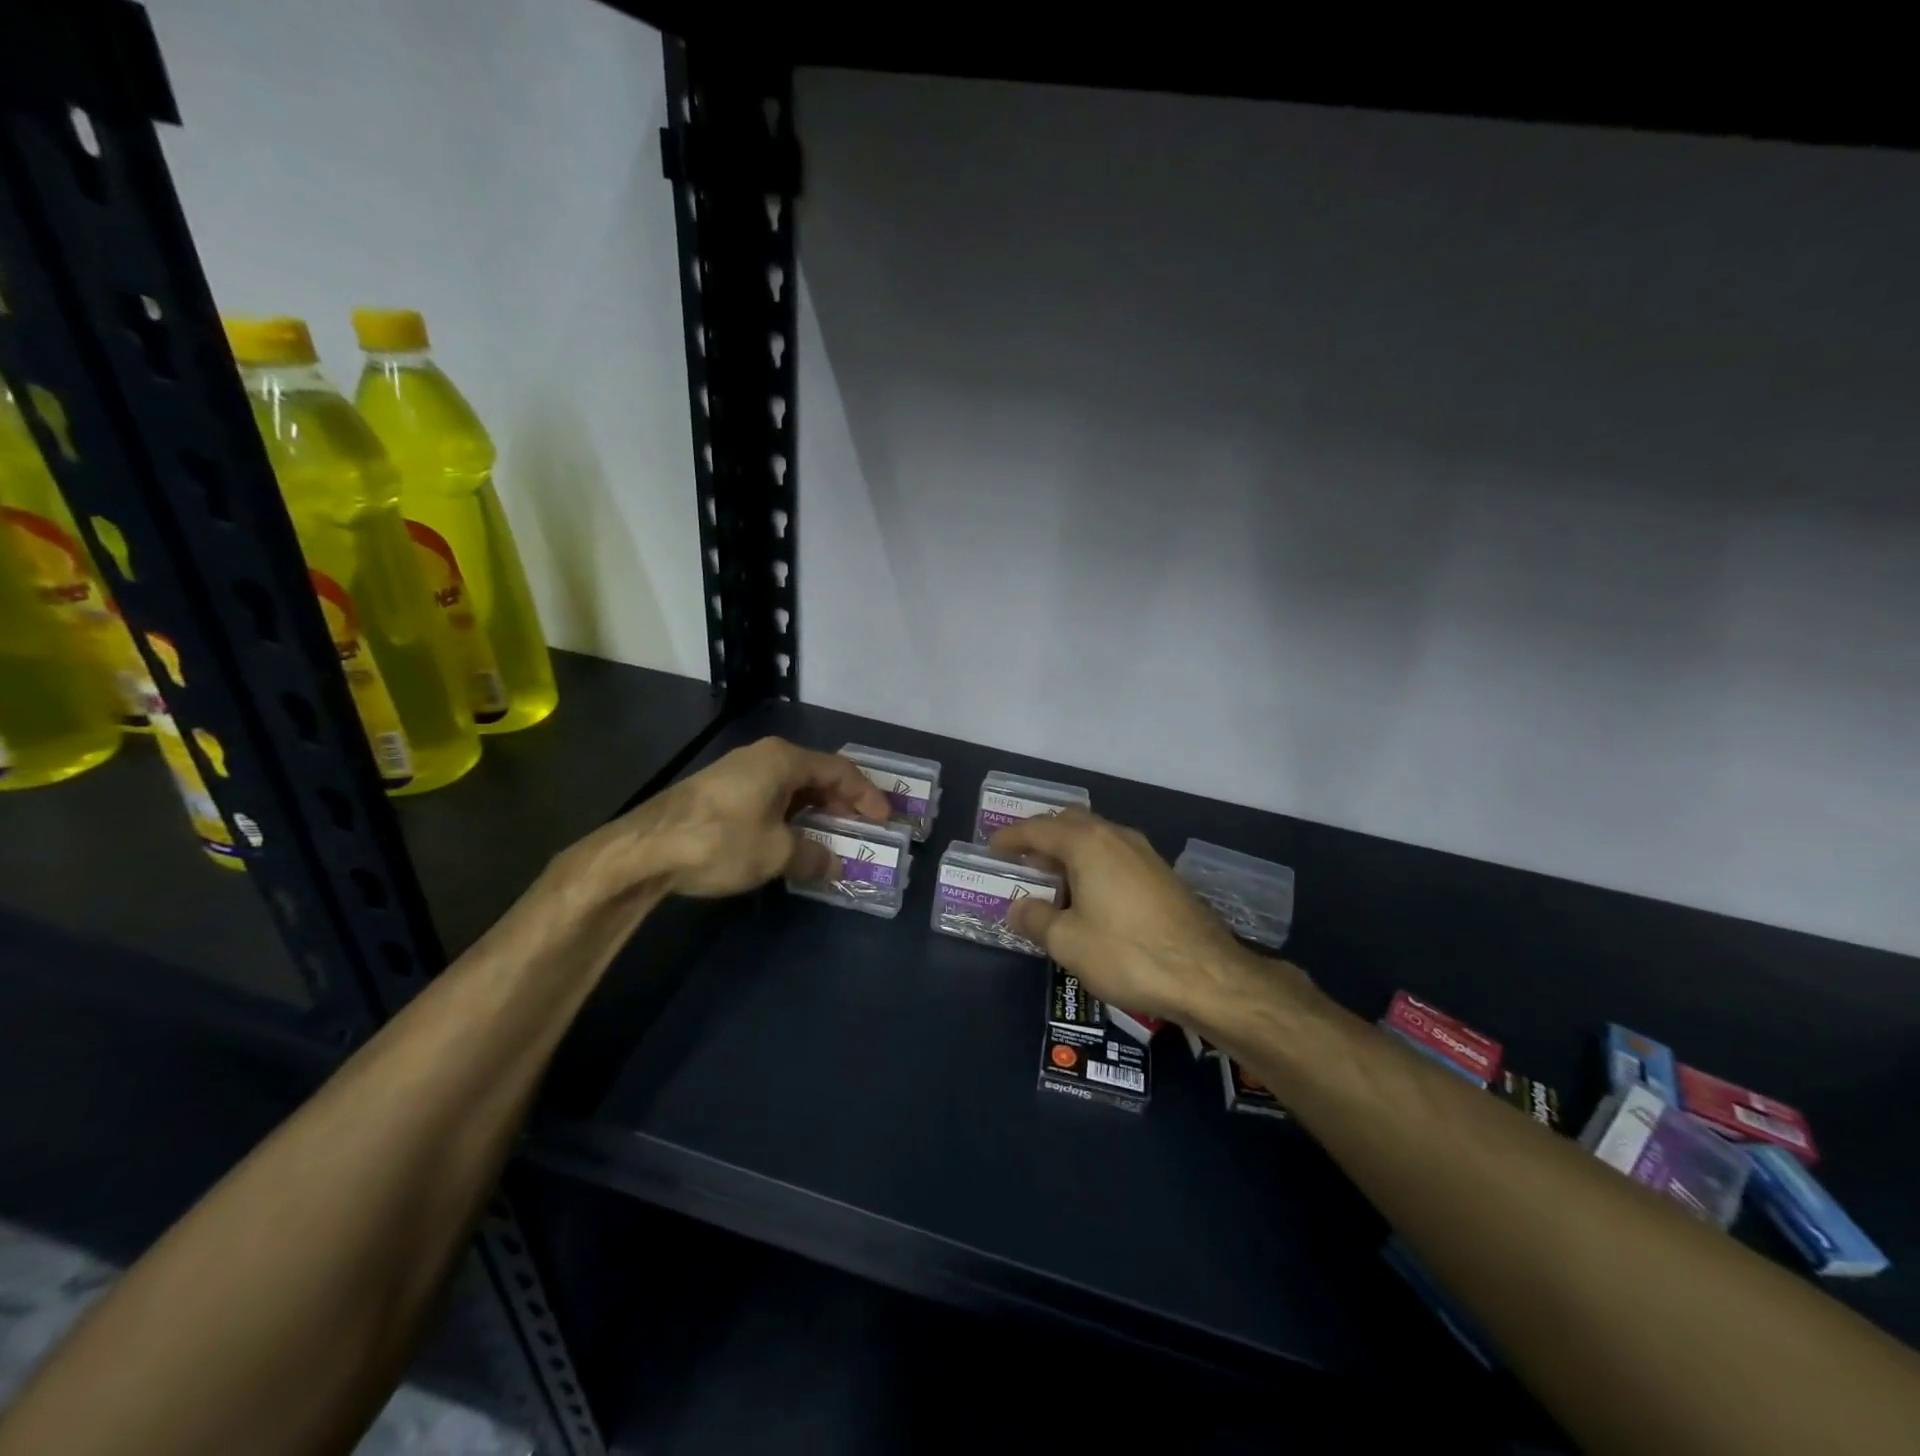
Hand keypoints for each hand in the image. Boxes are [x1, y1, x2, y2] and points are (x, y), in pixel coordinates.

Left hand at [565, 737, 890, 901]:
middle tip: (861, 828)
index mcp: (783, 760)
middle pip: (816, 775)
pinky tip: (791, 839)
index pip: (839, 770)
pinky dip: (790, 815)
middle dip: (842, 803)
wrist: (643, 849)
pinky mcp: (720, 791)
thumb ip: (813, 856)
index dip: (866, 795)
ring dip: (815, 812)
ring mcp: (738, 772)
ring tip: (831, 836)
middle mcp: (763, 757)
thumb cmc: (720, 841)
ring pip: (791, 787)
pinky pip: (770, 797)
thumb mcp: (775, 853)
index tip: (884, 820)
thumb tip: (836, 865)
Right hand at [992, 810, 1308, 1026]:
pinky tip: (1089, 896)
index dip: (1011, 838)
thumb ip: (1035, 919)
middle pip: (1070, 823)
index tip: (992, 848)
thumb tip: (1017, 908)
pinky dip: (1093, 864)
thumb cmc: (1127, 954)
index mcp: (1088, 843)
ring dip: (1069, 851)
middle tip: (1021, 860)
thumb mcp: (1068, 942)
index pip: (1038, 828)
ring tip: (1052, 879)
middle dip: (1042, 837)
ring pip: (1096, 838)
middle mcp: (1116, 837)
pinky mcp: (1162, 874)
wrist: (1208, 975)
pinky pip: (1115, 855)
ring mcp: (1144, 853)